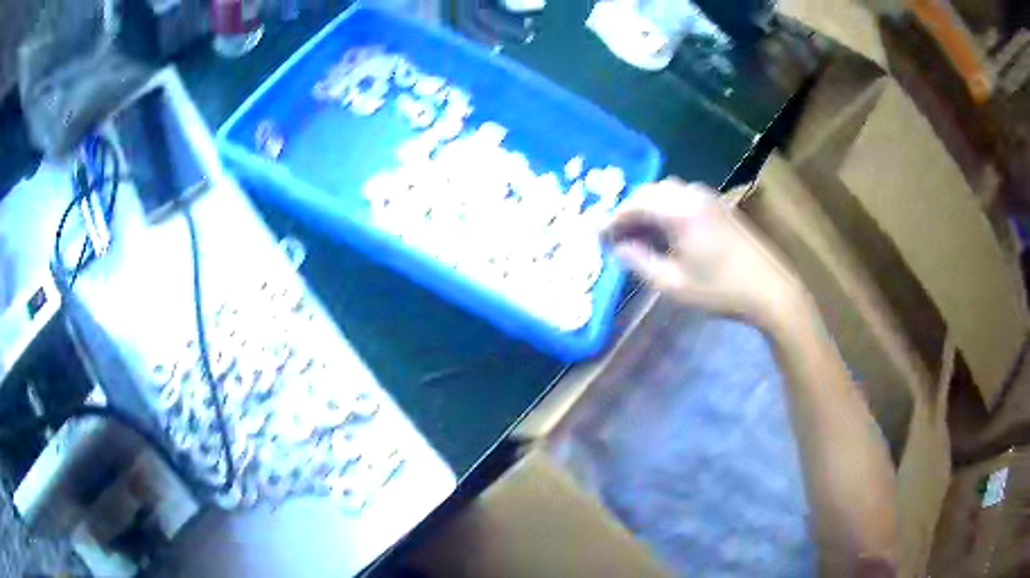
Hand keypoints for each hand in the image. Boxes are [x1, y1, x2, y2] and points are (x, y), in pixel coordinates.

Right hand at [602, 180, 808, 330]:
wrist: (771, 289)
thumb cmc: (720, 291)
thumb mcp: (673, 284)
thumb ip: (640, 262)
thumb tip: (618, 248)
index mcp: (678, 212)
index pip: (634, 205)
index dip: (612, 220)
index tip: (598, 235)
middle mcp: (692, 195)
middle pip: (650, 191)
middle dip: (629, 210)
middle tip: (617, 235)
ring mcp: (709, 197)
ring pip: (667, 191)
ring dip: (649, 206)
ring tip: (641, 234)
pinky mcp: (721, 205)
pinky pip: (684, 196)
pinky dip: (667, 207)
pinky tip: (668, 230)